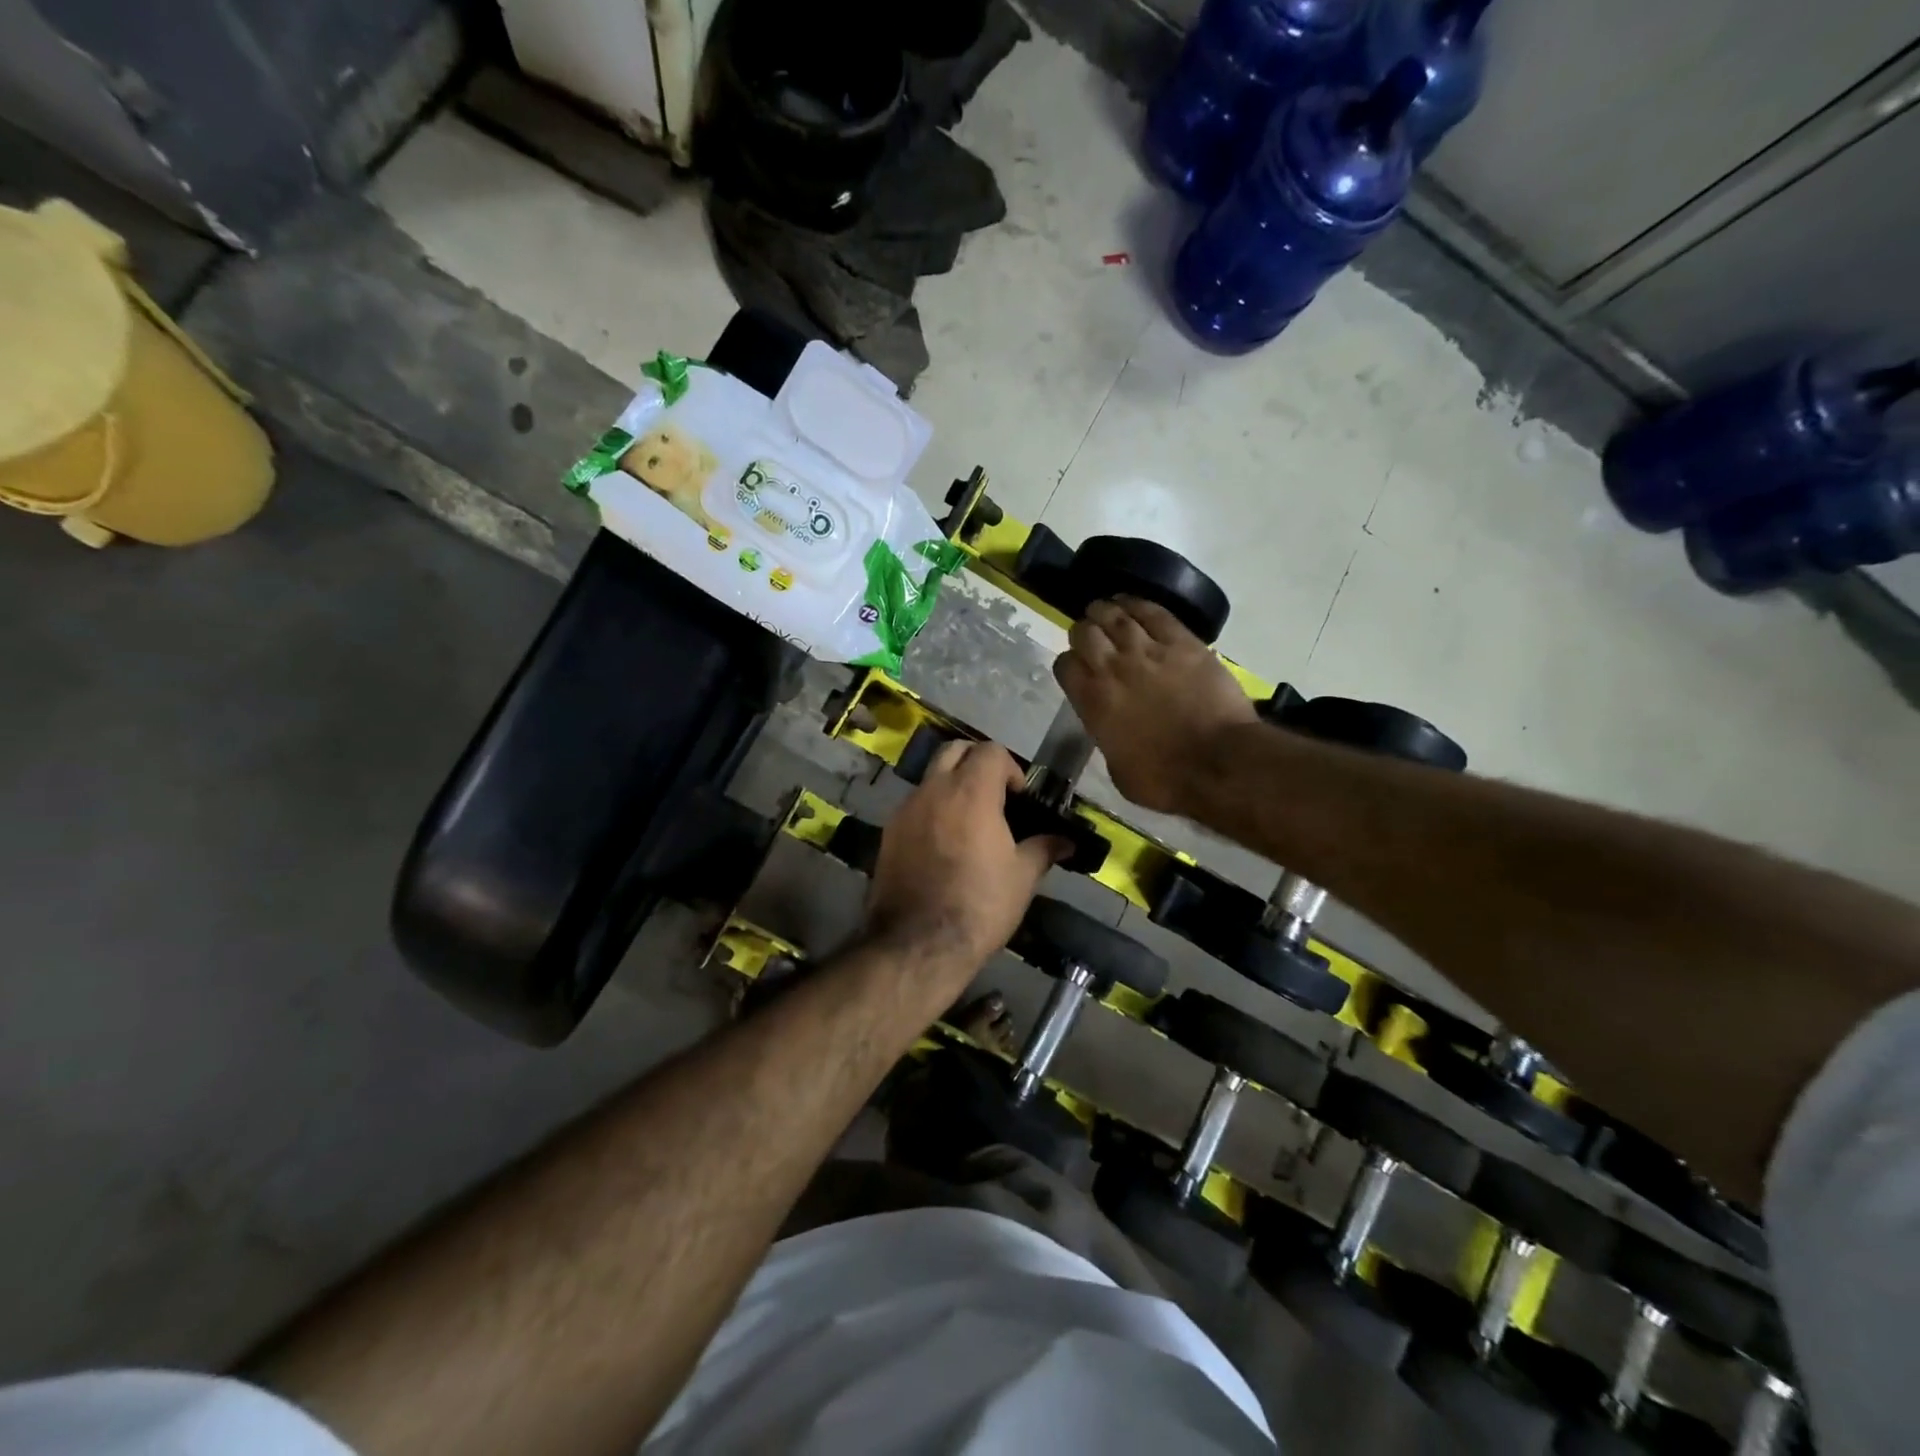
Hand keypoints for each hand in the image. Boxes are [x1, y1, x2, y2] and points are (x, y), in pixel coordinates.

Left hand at [864, 742, 1064, 984]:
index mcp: (970, 792)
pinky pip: (914, 806)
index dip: (1010, 768)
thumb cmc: (979, 905)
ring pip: (931, 777)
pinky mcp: (888, 832)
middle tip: (994, 795)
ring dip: (951, 786)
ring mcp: (905, 809)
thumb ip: (1043, 849)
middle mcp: (933, 790)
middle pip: (954, 750)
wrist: (917, 943)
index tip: (1019, 797)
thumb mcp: (1022, 878)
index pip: (991, 751)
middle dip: (976, 762)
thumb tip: (1066, 842)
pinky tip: (944, 844)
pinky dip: (932, 810)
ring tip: (969, 822)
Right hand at [1054, 597, 1256, 814]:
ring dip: (1105, 610)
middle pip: (1085, 633)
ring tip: (1104, 609)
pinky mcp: (1183, 643)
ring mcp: (1148, 651)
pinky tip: (1130, 602)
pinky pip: (1154, 613)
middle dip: (1083, 631)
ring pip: (1115, 616)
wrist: (1218, 763)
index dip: (1069, 664)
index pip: (1065, 666)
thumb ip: (1107, 737)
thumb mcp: (1118, 769)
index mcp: (1093, 702)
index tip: (1077, 669)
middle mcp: (1113, 669)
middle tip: (1090, 635)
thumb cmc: (1165, 779)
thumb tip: (1111, 727)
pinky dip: (1138, 604)